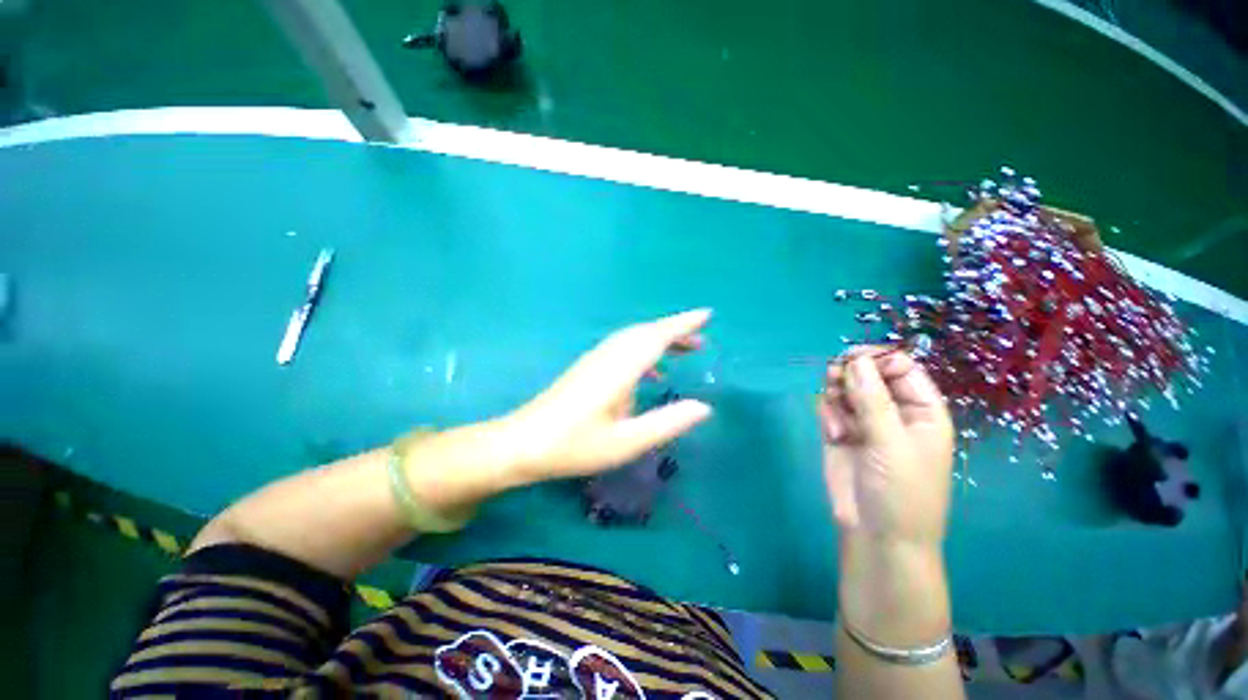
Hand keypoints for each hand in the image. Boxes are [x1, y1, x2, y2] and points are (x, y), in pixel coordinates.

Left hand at [499, 309, 713, 484]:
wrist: (522, 443)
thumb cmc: (574, 446)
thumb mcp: (626, 442)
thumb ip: (666, 423)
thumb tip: (704, 407)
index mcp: (618, 370)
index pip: (656, 337)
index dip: (682, 324)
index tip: (706, 315)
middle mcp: (607, 357)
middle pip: (645, 332)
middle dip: (675, 330)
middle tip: (701, 339)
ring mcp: (595, 360)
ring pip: (633, 338)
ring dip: (660, 338)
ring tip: (685, 349)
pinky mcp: (588, 367)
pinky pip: (623, 348)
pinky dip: (643, 350)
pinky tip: (651, 370)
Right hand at [817, 348, 954, 546]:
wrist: (877, 537)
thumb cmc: (901, 492)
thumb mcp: (891, 444)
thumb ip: (873, 401)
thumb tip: (855, 360)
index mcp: (921, 409)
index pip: (900, 366)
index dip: (876, 358)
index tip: (849, 359)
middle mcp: (892, 410)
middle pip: (868, 373)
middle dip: (849, 374)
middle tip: (834, 380)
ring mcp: (864, 421)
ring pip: (844, 387)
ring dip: (836, 395)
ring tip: (837, 417)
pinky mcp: (840, 432)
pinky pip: (830, 407)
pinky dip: (828, 414)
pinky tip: (834, 434)